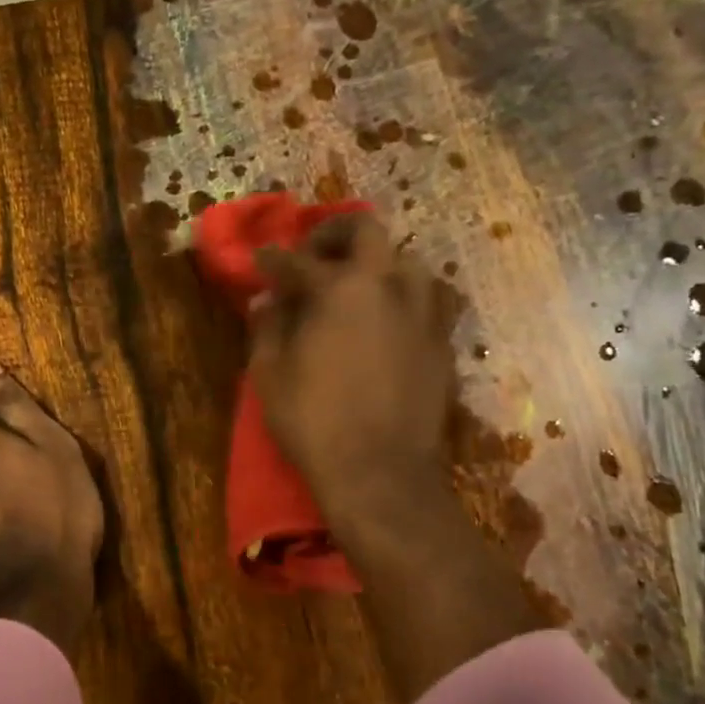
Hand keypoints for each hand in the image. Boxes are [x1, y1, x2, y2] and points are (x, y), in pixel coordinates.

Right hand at [248, 212, 457, 539]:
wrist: (380, 472)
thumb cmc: (314, 421)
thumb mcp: (270, 374)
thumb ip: (267, 327)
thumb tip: (267, 300)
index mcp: (340, 289)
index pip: (299, 261)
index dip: (273, 259)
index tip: (261, 260)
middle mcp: (388, 286)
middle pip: (368, 231)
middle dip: (335, 233)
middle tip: (315, 254)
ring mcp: (424, 313)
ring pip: (409, 262)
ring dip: (380, 265)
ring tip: (360, 287)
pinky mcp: (443, 344)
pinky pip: (431, 303)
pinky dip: (407, 301)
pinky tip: (390, 323)